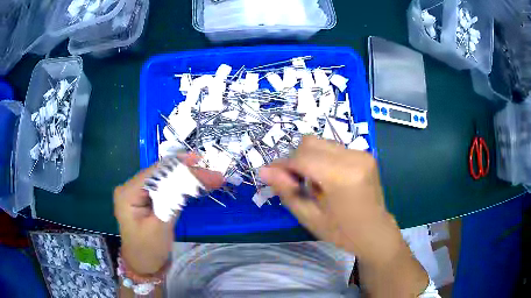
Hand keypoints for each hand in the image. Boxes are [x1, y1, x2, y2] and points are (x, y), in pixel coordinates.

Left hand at [114, 153, 223, 273]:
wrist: (143, 264)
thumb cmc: (149, 249)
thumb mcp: (160, 226)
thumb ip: (172, 200)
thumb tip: (189, 178)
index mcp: (128, 192)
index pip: (155, 173)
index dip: (180, 167)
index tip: (202, 164)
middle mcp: (131, 187)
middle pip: (161, 173)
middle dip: (187, 172)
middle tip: (213, 175)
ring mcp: (138, 192)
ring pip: (165, 179)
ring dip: (187, 178)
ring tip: (210, 177)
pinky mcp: (146, 198)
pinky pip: (165, 187)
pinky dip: (182, 186)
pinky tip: (196, 183)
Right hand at [259, 136, 401, 263]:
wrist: (375, 232)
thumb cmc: (342, 232)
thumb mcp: (310, 217)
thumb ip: (287, 191)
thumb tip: (264, 170)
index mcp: (342, 177)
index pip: (302, 158)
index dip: (283, 165)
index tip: (273, 177)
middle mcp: (354, 157)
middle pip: (310, 143)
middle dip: (296, 160)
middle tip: (294, 182)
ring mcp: (362, 153)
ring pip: (321, 143)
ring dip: (309, 158)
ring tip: (313, 183)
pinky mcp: (365, 154)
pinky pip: (334, 148)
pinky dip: (323, 159)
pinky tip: (327, 179)